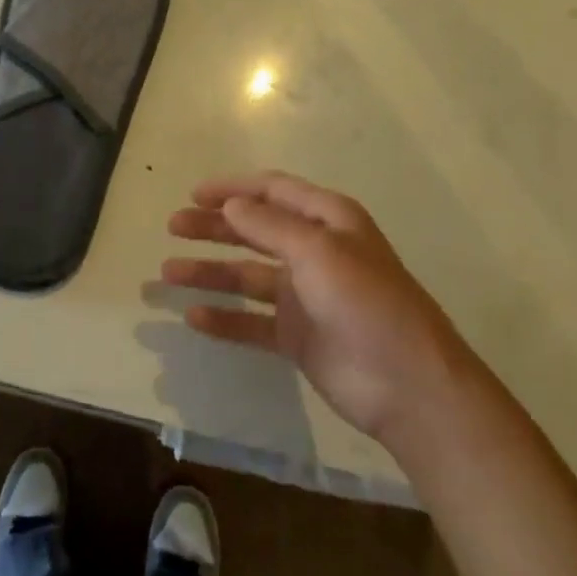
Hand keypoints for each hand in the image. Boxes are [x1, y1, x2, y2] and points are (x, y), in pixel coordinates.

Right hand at [162, 172, 468, 445]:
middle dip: (214, 227)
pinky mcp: (297, 336)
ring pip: (247, 276)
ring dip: (210, 272)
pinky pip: (252, 321)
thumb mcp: (318, 251)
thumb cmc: (366, 303)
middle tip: (173, 227)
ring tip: (168, 273)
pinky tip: (193, 317)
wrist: (408, 386)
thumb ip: (270, 226)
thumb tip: (231, 205)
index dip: (234, 189)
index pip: (273, 192)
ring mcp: (305, 296)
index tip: (193, 194)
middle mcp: (315, 252)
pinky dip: (224, 318)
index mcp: (328, 221)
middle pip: (254, 231)